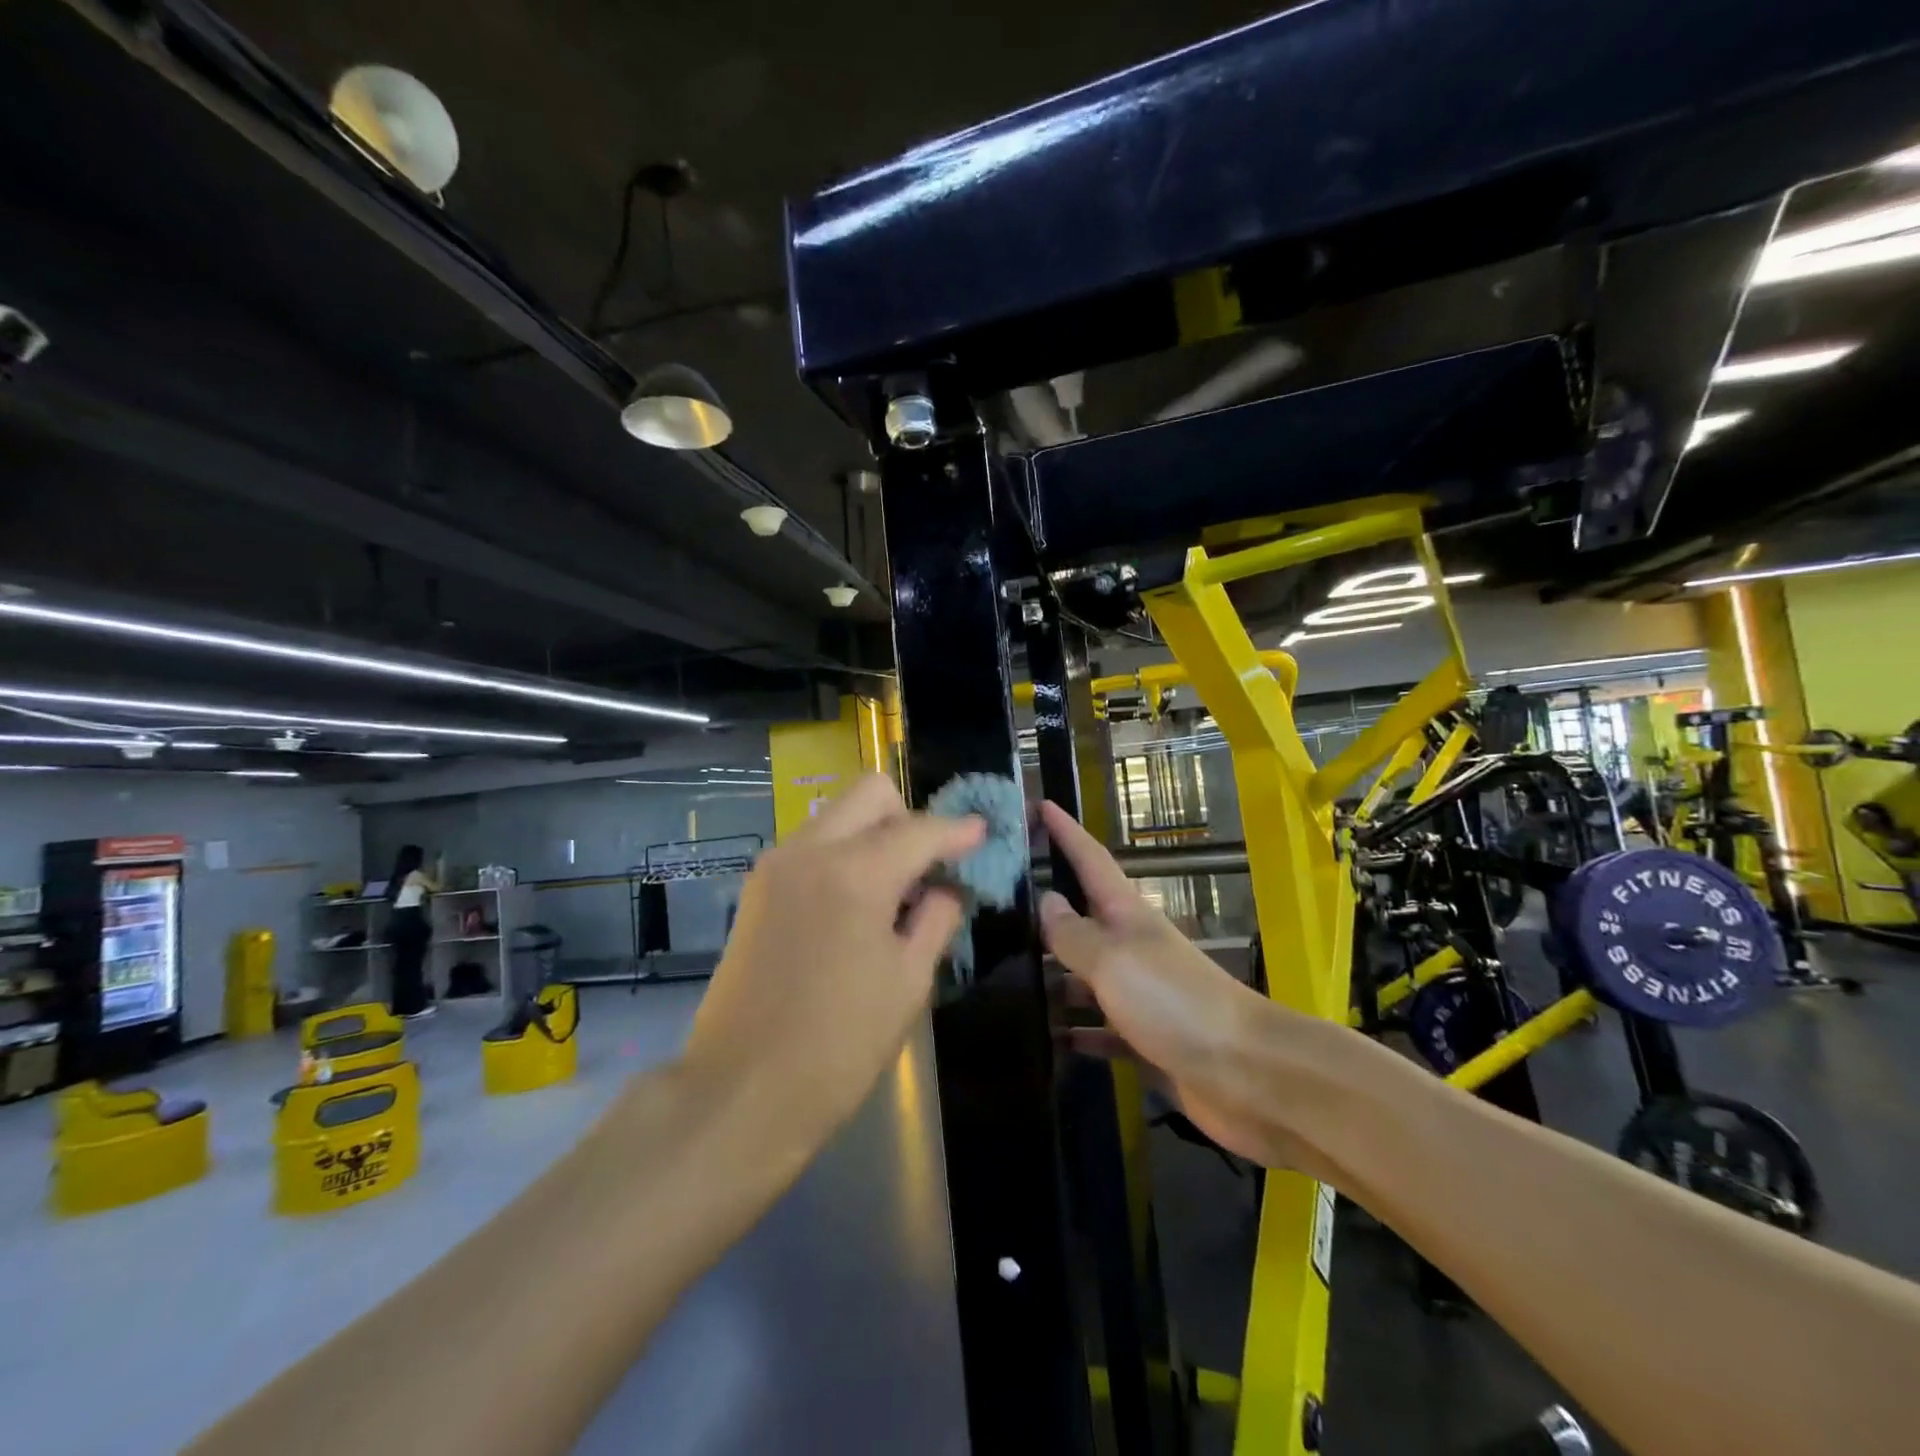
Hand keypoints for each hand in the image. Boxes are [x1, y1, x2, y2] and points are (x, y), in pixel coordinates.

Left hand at [683, 774, 984, 1151]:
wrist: (741, 1092)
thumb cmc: (839, 1045)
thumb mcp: (909, 982)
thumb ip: (938, 917)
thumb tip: (949, 885)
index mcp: (855, 873)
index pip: (920, 829)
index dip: (958, 830)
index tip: (982, 834)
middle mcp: (810, 850)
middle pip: (871, 794)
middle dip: (909, 817)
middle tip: (929, 865)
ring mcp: (776, 864)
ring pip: (838, 814)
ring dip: (874, 833)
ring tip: (894, 890)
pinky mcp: (757, 886)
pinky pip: (813, 843)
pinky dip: (844, 853)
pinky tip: (856, 903)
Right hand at [1038, 801, 1331, 1173]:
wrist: (1246, 1074)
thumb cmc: (1174, 1002)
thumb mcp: (1114, 960)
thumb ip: (1074, 933)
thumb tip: (1045, 900)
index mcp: (1128, 916)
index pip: (1091, 860)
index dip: (1066, 832)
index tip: (1039, 805)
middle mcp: (1133, 948)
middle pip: (1082, 920)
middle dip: (1044, 911)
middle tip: (998, 906)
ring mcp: (1140, 995)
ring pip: (1085, 978)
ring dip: (1053, 978)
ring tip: (1005, 979)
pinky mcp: (1146, 1039)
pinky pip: (1099, 1030)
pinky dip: (1076, 1033)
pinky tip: (1046, 1039)